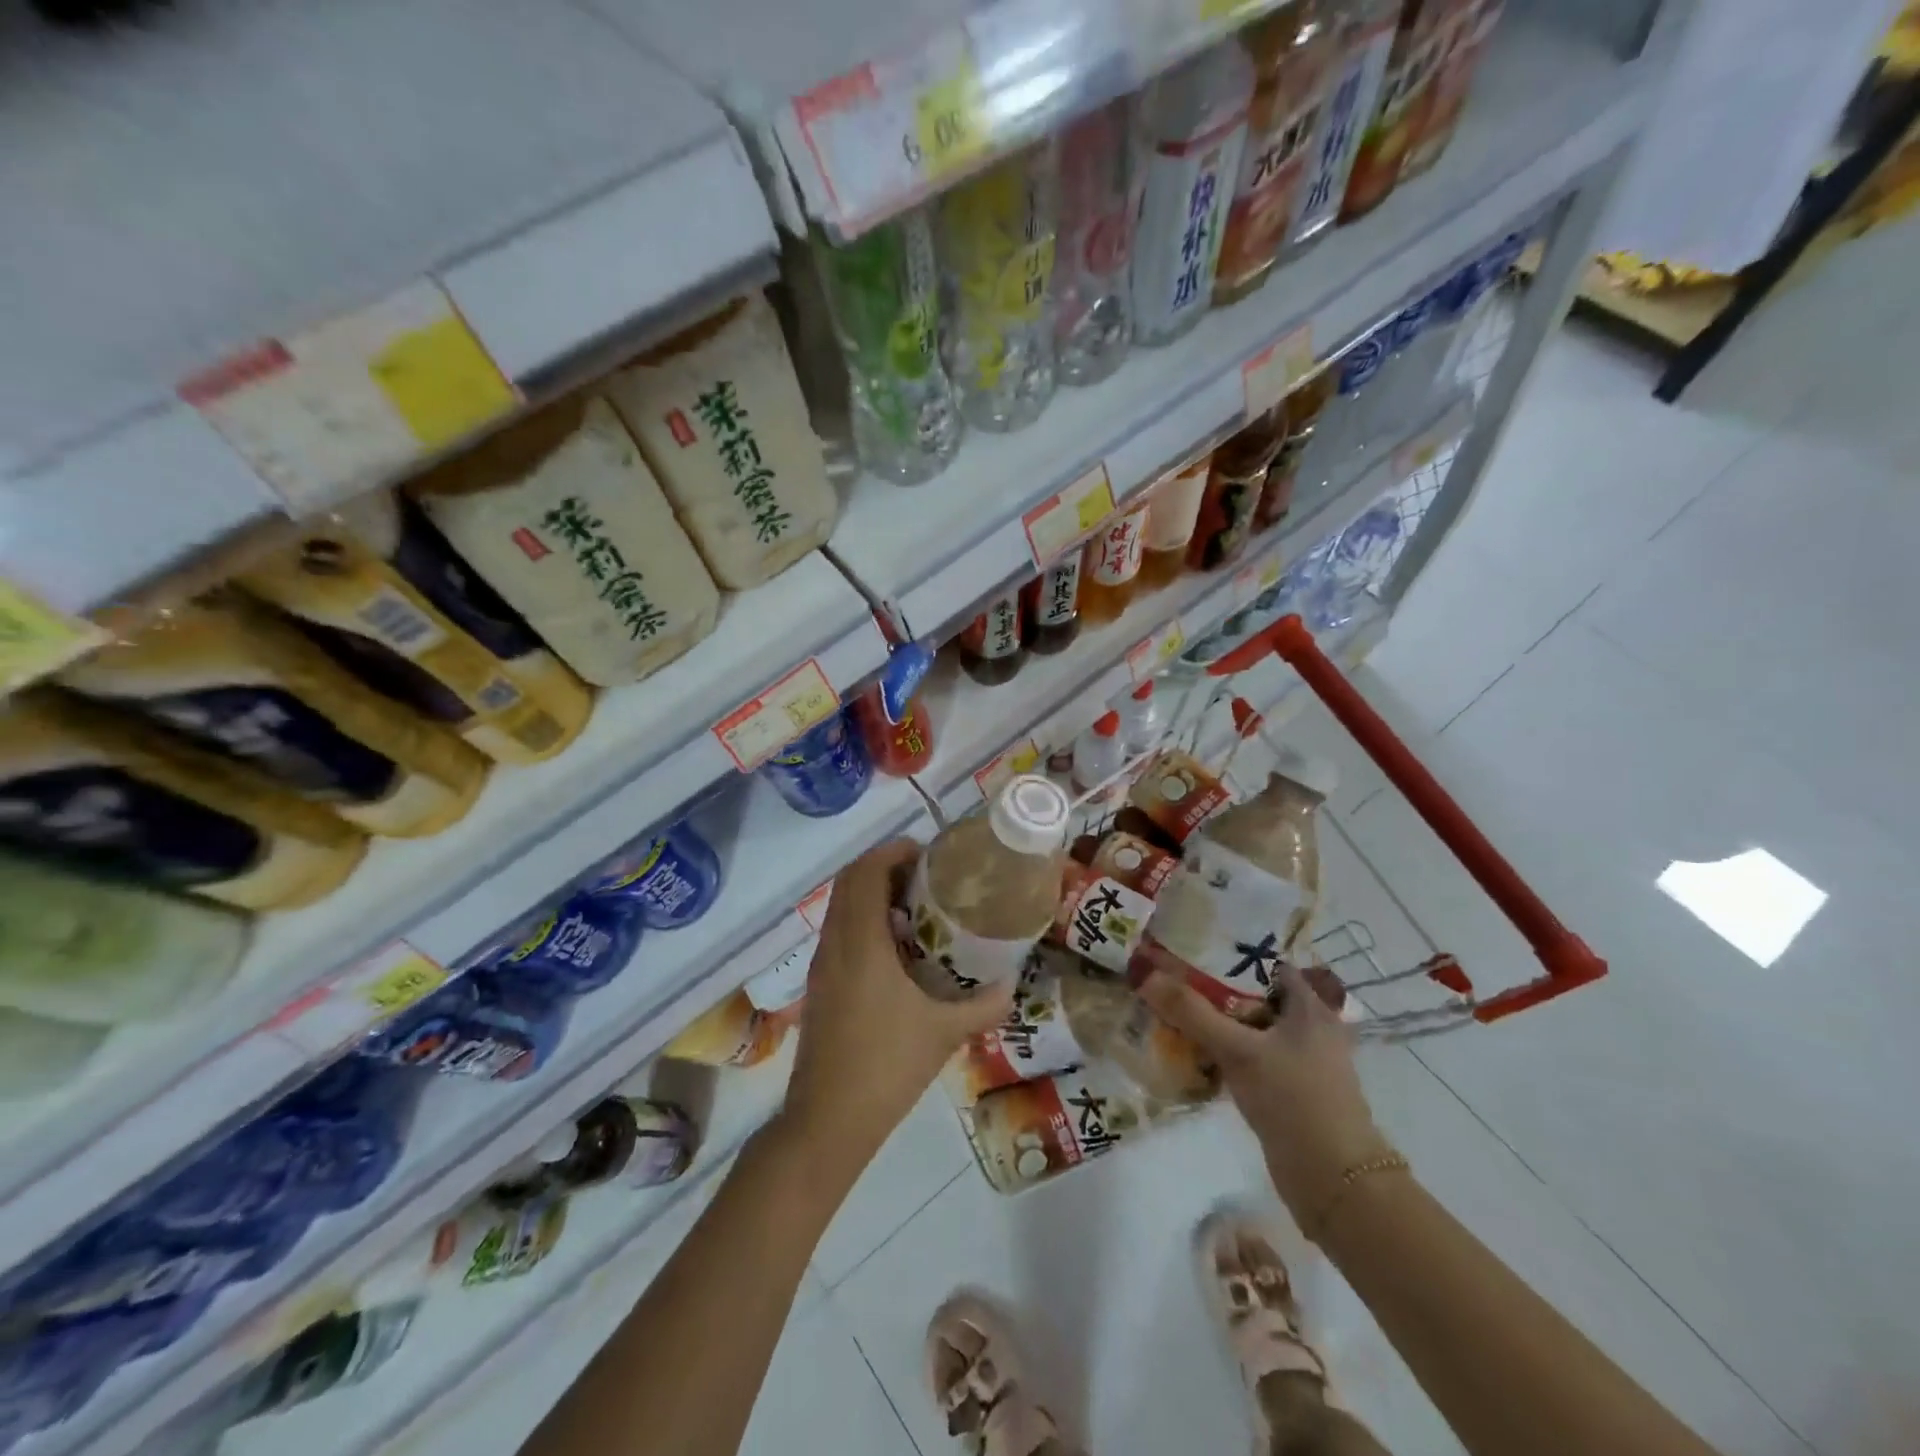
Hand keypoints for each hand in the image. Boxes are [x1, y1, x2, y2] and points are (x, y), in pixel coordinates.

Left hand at [781, 838, 1013, 1176]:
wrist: (828, 1120)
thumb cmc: (887, 1068)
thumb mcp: (945, 1033)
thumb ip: (984, 1005)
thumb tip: (1013, 983)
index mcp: (862, 943)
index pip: (866, 873)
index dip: (893, 852)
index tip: (927, 853)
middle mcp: (835, 943)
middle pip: (849, 881)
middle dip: (884, 867)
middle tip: (925, 875)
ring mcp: (821, 964)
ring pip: (840, 905)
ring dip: (872, 893)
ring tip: (915, 906)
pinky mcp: (819, 984)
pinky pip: (838, 930)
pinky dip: (863, 919)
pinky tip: (897, 949)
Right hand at [1139, 962, 1395, 1230]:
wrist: (1334, 1182)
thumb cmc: (1294, 1100)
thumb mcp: (1238, 1050)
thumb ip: (1192, 1013)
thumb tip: (1145, 974)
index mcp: (1310, 1007)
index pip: (1267, 963)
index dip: (1230, 953)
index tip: (1190, 947)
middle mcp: (1309, 1027)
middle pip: (1255, 996)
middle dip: (1215, 989)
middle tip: (1171, 978)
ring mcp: (1299, 1061)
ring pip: (1250, 1029)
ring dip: (1217, 1023)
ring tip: (1172, 1011)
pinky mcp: (1287, 1090)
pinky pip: (1249, 1058)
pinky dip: (1223, 1053)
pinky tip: (1191, 1053)